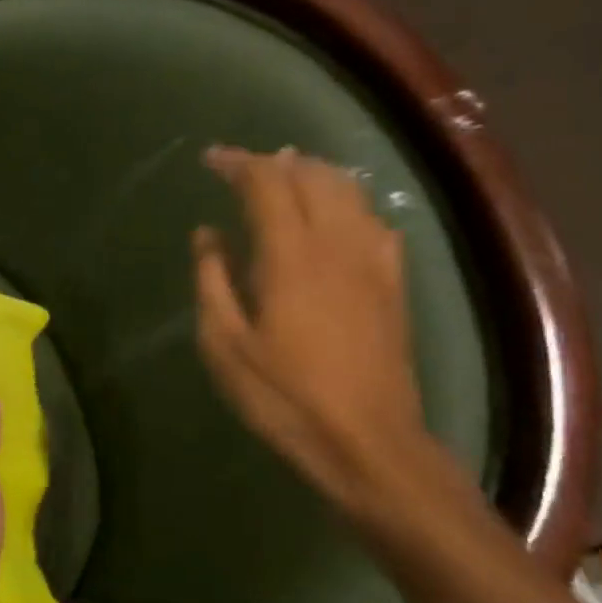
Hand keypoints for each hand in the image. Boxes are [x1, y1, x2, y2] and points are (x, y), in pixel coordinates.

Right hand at [193, 145, 429, 512]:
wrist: (368, 443)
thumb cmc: (284, 396)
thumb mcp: (224, 344)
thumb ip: (213, 280)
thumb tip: (208, 234)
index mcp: (290, 256)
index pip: (266, 184)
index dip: (238, 163)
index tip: (211, 158)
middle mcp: (336, 245)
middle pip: (312, 177)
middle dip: (275, 162)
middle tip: (243, 167)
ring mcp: (372, 263)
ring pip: (349, 192)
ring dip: (314, 174)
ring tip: (286, 176)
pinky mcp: (393, 285)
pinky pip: (375, 223)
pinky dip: (350, 203)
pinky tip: (338, 217)